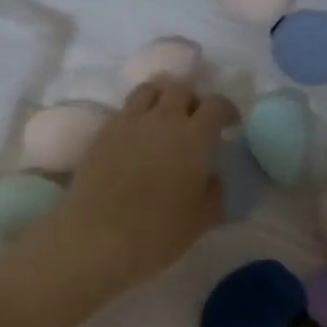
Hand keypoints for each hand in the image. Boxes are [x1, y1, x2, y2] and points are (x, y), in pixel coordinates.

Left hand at [28, 79, 237, 298]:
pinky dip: (135, 115)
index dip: (226, 111)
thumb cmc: (156, 233)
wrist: (97, 237)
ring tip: (162, 119)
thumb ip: (213, 193)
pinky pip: (123, 110)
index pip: (216, 105)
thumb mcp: (199, 221)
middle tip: (194, 121)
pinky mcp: (101, 134)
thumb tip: (212, 178)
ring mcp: (127, 122)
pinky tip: (135, 137)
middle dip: (192, 100)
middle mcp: (162, 119)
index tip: (229, 125)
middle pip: (180, 89)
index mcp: (194, 137)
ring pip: (148, 90)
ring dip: (161, 98)